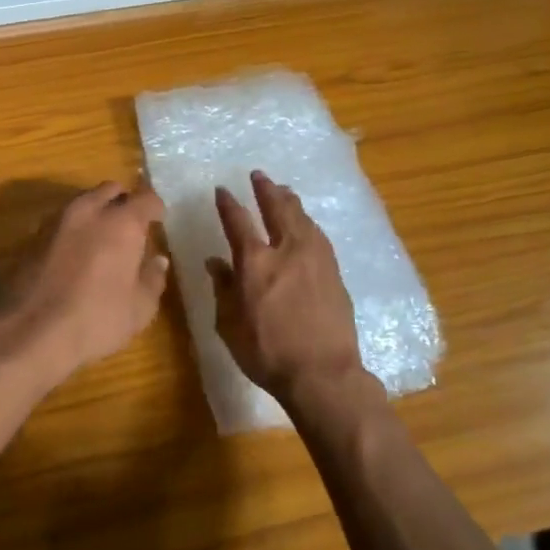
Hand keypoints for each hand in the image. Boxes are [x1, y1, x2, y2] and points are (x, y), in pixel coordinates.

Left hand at [0, 182, 169, 383]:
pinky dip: (74, 230)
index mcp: (121, 222)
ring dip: (96, 213)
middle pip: (110, 190)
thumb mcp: (139, 308)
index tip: (158, 222)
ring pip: (83, 202)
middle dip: (123, 202)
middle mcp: (88, 211)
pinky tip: (76, 254)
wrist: (32, 331)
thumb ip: (152, 278)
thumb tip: (158, 260)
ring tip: (103, 240)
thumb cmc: (97, 319)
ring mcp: (57, 221)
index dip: (155, 208)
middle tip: (130, 226)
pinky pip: (62, 221)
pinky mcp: (33, 236)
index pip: (146, 198)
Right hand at [207, 172, 370, 414]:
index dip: (229, 204)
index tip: (222, 190)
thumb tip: (216, 263)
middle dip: (266, 189)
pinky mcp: (334, 272)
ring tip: (284, 191)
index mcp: (255, 262)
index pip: (238, 221)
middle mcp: (286, 251)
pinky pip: (318, 236)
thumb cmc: (267, 353)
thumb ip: (222, 289)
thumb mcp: (229, 325)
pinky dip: (308, 222)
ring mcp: (315, 259)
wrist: (323, 373)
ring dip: (290, 201)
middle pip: (277, 209)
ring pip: (302, 218)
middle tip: (259, 176)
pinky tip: (307, 224)